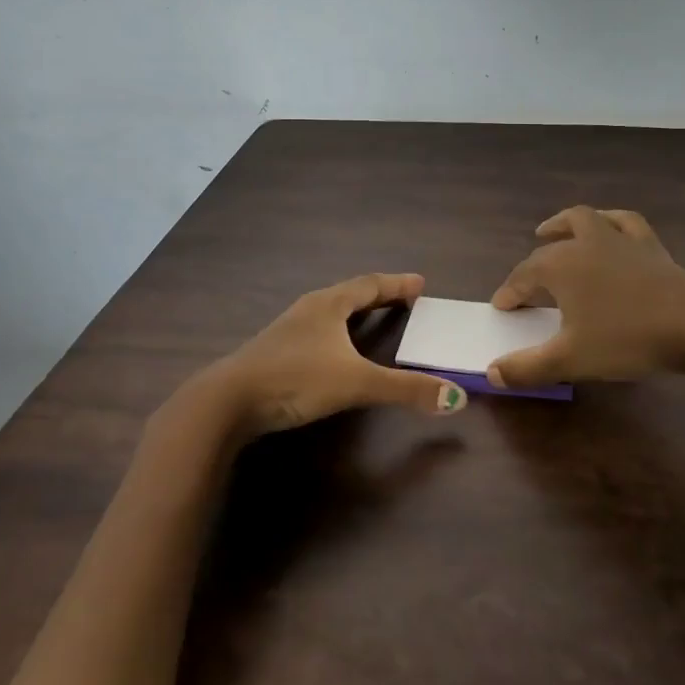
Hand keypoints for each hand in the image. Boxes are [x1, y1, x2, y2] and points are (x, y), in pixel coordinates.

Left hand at [210, 273, 468, 436]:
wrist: (228, 401)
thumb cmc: (296, 380)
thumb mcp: (357, 383)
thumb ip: (406, 390)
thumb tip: (456, 397)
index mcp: (329, 304)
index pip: (371, 285)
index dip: (397, 285)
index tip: (420, 283)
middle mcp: (309, 309)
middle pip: (350, 293)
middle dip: (379, 294)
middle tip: (404, 299)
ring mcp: (288, 329)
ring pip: (329, 310)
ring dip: (354, 311)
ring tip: (372, 317)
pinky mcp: (275, 350)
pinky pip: (316, 329)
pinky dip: (336, 330)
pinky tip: (333, 348)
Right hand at [488, 207, 684, 387]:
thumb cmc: (625, 339)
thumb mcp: (570, 360)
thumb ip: (527, 368)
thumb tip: (491, 373)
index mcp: (559, 266)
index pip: (523, 276)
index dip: (509, 292)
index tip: (502, 307)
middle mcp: (584, 243)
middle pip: (550, 246)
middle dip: (534, 261)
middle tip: (529, 281)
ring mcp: (618, 239)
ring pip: (584, 220)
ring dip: (564, 225)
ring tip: (554, 232)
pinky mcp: (649, 244)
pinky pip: (624, 222)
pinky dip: (609, 222)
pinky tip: (609, 228)